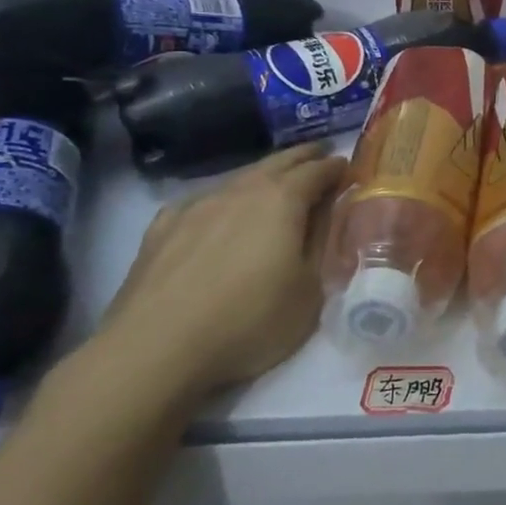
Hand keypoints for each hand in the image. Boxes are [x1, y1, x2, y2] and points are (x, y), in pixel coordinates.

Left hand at [88, 144, 347, 408]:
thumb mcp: (310, 291)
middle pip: (278, 162)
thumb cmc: (249, 320)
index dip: (337, 168)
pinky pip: (201, 201)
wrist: (155, 349)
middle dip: (303, 157)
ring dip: (264, 175)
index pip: (318, 171)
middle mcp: (240, 190)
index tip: (350, 168)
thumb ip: (322, 245)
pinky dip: (222, 199)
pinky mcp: (161, 228)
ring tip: (276, 182)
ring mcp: (196, 206)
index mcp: (282, 200)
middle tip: (320, 155)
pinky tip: (216, 213)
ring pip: (239, 178)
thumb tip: (329, 217)